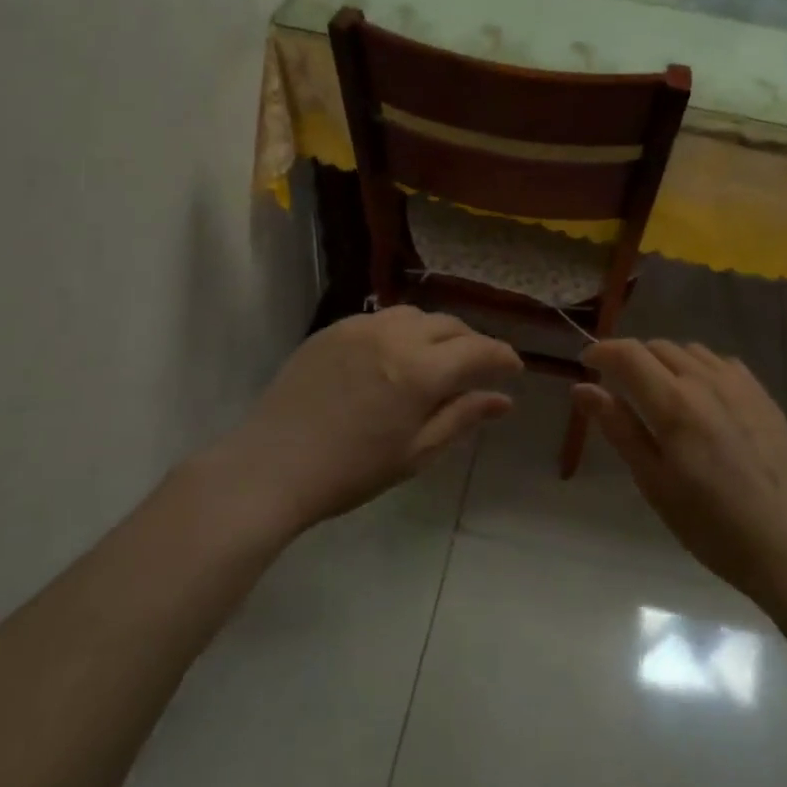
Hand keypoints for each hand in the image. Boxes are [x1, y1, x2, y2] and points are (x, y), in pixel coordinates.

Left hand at [230, 307, 521, 534]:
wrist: (272, 467)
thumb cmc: (351, 471)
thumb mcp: (416, 453)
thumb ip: (462, 417)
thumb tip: (504, 400)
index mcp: (420, 371)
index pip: (478, 350)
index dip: (502, 356)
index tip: (514, 368)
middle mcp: (395, 336)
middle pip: (449, 325)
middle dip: (472, 342)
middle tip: (478, 367)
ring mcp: (360, 327)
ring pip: (415, 314)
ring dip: (436, 331)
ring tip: (436, 358)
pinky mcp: (332, 328)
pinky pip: (380, 318)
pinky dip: (401, 330)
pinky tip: (394, 356)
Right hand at [575, 339, 786, 604]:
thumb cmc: (712, 525)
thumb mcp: (654, 483)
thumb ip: (619, 428)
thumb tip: (582, 388)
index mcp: (674, 403)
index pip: (628, 354)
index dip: (601, 351)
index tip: (585, 363)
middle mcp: (705, 381)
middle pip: (657, 347)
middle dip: (631, 358)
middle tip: (619, 388)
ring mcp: (739, 385)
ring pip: (690, 351)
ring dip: (665, 361)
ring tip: (659, 393)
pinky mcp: (762, 396)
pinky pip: (721, 363)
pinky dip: (699, 368)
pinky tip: (702, 398)